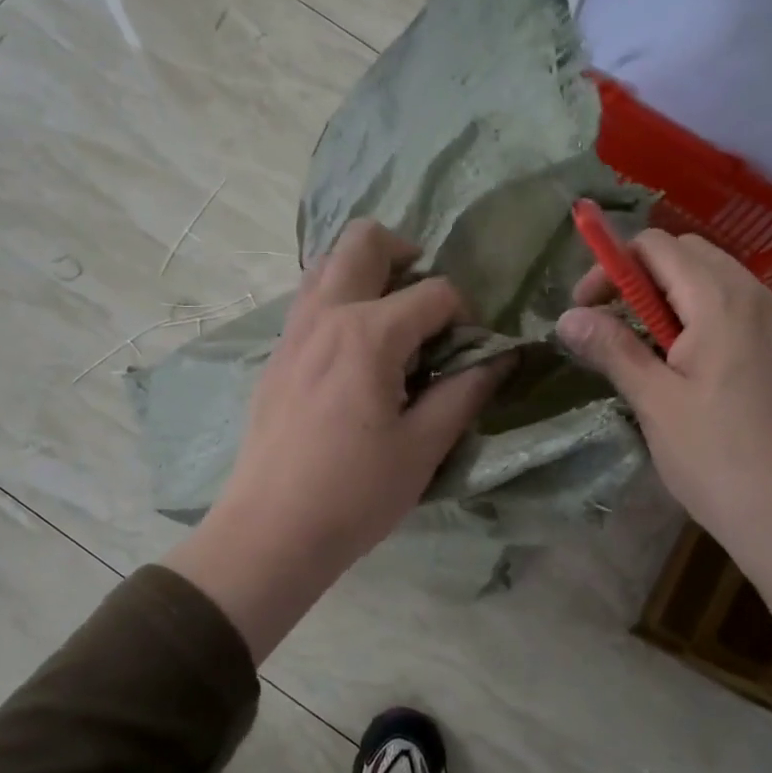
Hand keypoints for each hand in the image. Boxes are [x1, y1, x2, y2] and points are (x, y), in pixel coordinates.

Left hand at [166, 220, 511, 660]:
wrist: (270, 532)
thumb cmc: (355, 494)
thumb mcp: (423, 447)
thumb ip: (465, 392)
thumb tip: (500, 358)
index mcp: (368, 333)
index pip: (434, 292)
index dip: (465, 314)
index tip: (472, 351)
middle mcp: (325, 315)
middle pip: (364, 241)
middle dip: (406, 253)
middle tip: (427, 302)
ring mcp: (293, 331)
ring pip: (327, 263)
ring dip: (366, 272)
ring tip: (392, 319)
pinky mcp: (276, 355)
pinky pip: (309, 299)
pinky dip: (338, 299)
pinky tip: (356, 350)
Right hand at [559, 231, 771, 713]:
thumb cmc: (718, 459)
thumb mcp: (655, 402)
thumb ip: (612, 349)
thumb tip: (566, 318)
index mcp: (722, 301)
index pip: (658, 246)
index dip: (612, 266)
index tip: (585, 309)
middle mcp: (761, 299)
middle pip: (691, 256)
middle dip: (642, 278)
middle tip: (612, 326)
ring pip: (721, 285)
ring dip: (675, 301)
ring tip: (649, 353)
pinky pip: (745, 315)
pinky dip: (708, 322)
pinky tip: (695, 374)